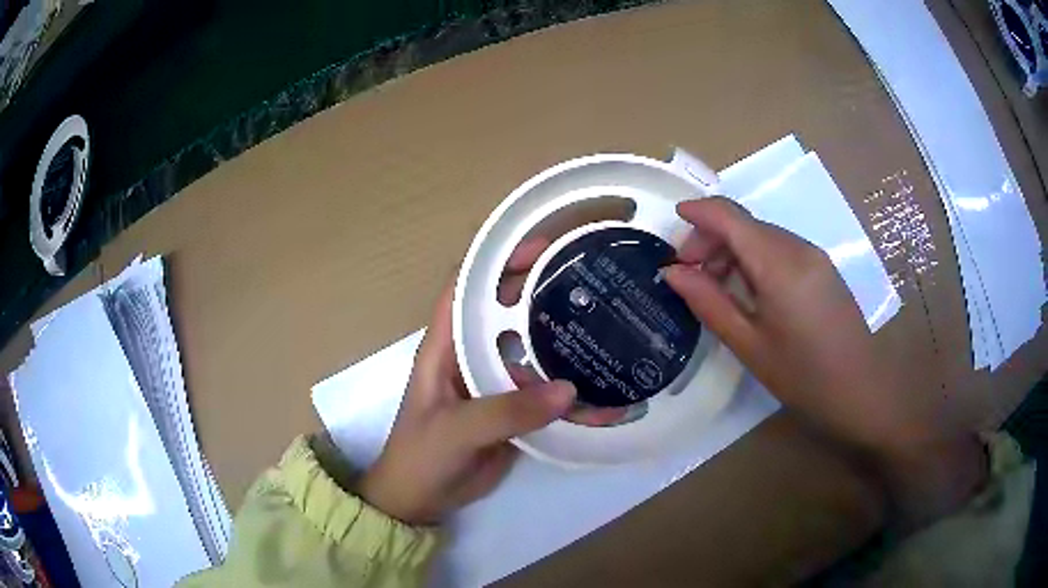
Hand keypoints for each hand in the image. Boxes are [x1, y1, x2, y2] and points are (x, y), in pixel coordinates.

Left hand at [358, 248, 576, 525]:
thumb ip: (506, 411)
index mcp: (446, 345)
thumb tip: (568, 391)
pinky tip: (601, 395)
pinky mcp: (511, 409)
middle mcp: (471, 354)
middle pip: (508, 312)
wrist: (422, 499)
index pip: (468, 287)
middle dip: (542, 293)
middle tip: (588, 282)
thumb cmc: (422, 455)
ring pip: (531, 351)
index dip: (498, 261)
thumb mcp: (456, 430)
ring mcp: (494, 382)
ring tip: (607, 330)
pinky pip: (543, 392)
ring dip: (563, 342)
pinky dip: (570, 392)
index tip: (541, 249)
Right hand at [665, 198, 985, 528]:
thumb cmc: (804, 378)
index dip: (697, 212)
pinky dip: (755, 259)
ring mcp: (815, 256)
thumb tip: (672, 272)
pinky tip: (748, 291)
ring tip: (715, 287)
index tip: (671, 224)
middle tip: (690, 275)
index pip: (730, 216)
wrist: (864, 393)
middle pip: (745, 223)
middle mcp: (798, 247)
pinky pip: (780, 249)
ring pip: (762, 235)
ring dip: (733, 249)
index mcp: (779, 264)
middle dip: (711, 237)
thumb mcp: (750, 345)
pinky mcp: (823, 268)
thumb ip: (709, 302)